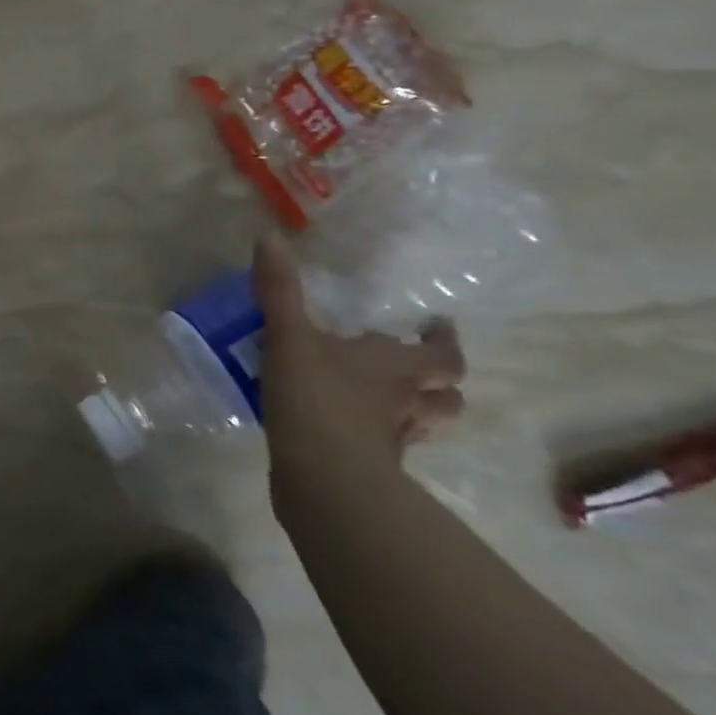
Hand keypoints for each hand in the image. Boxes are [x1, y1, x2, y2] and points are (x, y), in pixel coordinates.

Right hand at [253, 232, 465, 487]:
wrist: (324, 478)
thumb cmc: (316, 398)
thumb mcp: (288, 336)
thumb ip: (279, 290)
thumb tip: (270, 236)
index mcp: (391, 366)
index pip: (440, 355)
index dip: (443, 342)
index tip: (437, 328)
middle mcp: (404, 401)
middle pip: (445, 396)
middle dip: (439, 382)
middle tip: (420, 368)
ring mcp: (392, 439)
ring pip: (425, 425)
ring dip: (419, 412)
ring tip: (394, 400)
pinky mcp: (371, 467)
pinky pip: (389, 448)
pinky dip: (382, 437)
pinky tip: (355, 431)